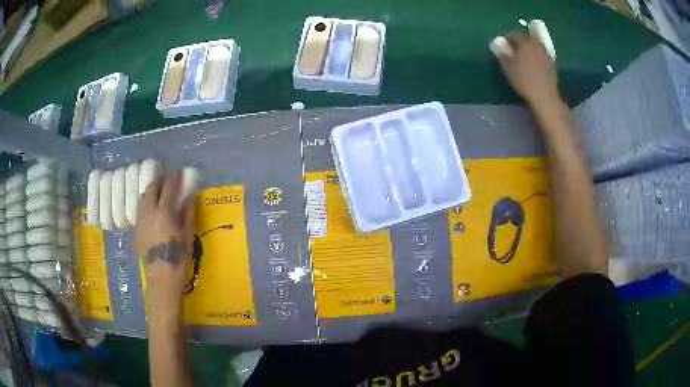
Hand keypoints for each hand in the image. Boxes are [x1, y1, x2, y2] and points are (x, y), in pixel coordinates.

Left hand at [134, 171, 196, 322]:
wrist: (162, 275)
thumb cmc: (178, 256)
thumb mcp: (187, 234)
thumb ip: (188, 212)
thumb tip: (190, 195)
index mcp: (164, 212)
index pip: (169, 186)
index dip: (174, 177)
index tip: (179, 173)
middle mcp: (149, 211)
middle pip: (152, 187)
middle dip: (160, 181)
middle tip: (168, 182)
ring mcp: (140, 219)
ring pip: (143, 197)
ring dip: (152, 191)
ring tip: (159, 194)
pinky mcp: (136, 228)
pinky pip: (140, 209)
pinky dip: (147, 204)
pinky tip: (152, 211)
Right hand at [497, 32, 558, 107]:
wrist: (545, 96)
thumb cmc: (525, 81)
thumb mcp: (509, 69)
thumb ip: (503, 56)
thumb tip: (500, 49)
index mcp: (525, 43)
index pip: (515, 34)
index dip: (508, 37)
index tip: (504, 44)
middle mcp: (537, 44)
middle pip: (527, 37)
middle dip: (520, 40)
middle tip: (514, 48)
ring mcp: (546, 53)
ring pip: (535, 45)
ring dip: (529, 47)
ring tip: (524, 56)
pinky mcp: (552, 63)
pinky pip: (541, 54)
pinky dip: (536, 55)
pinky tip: (533, 64)